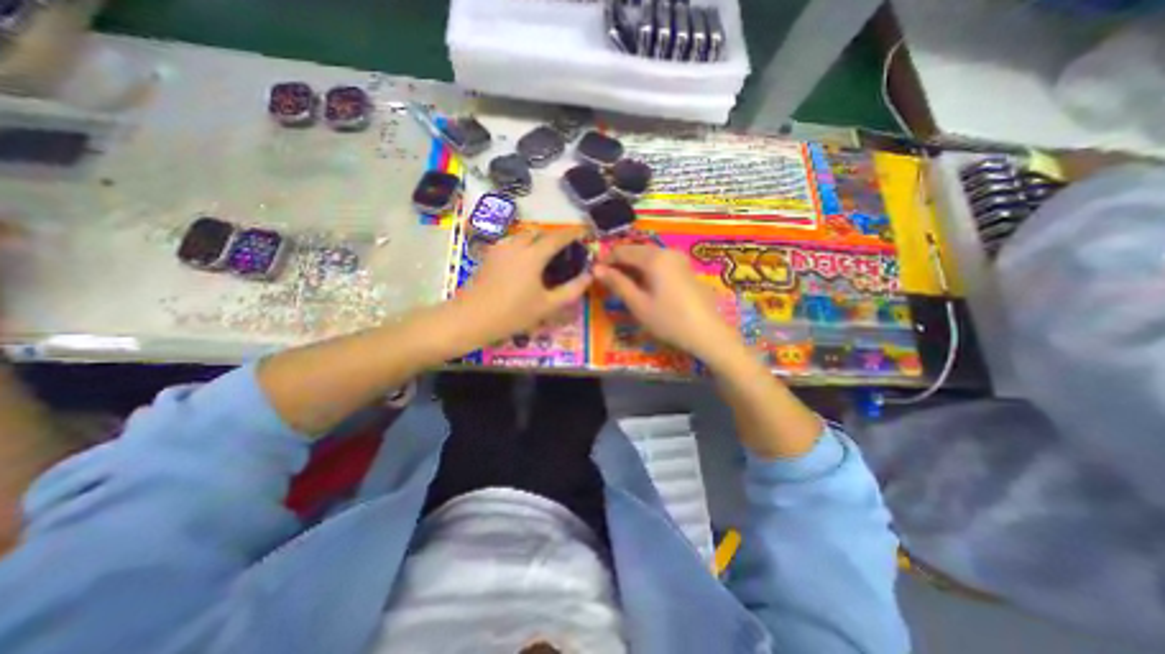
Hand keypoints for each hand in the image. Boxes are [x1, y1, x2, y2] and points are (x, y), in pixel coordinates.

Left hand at [448, 231, 591, 351]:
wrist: (472, 318)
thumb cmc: (513, 313)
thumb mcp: (547, 305)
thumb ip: (571, 290)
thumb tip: (589, 276)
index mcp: (533, 255)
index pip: (557, 237)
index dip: (572, 233)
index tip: (584, 233)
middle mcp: (516, 245)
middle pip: (539, 233)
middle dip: (553, 237)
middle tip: (564, 251)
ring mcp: (500, 248)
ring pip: (523, 236)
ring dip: (537, 241)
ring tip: (545, 256)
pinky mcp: (489, 255)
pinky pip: (511, 243)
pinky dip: (523, 246)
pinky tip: (525, 263)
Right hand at [596, 243, 741, 365]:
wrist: (708, 333)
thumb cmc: (669, 320)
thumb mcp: (638, 304)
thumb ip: (617, 283)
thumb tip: (596, 269)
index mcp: (654, 258)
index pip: (621, 251)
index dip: (605, 261)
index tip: (594, 274)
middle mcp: (667, 252)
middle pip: (635, 251)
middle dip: (619, 264)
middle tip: (607, 283)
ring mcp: (679, 259)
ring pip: (648, 257)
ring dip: (632, 268)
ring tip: (622, 287)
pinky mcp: (685, 269)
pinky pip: (660, 263)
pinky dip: (646, 271)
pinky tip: (643, 287)